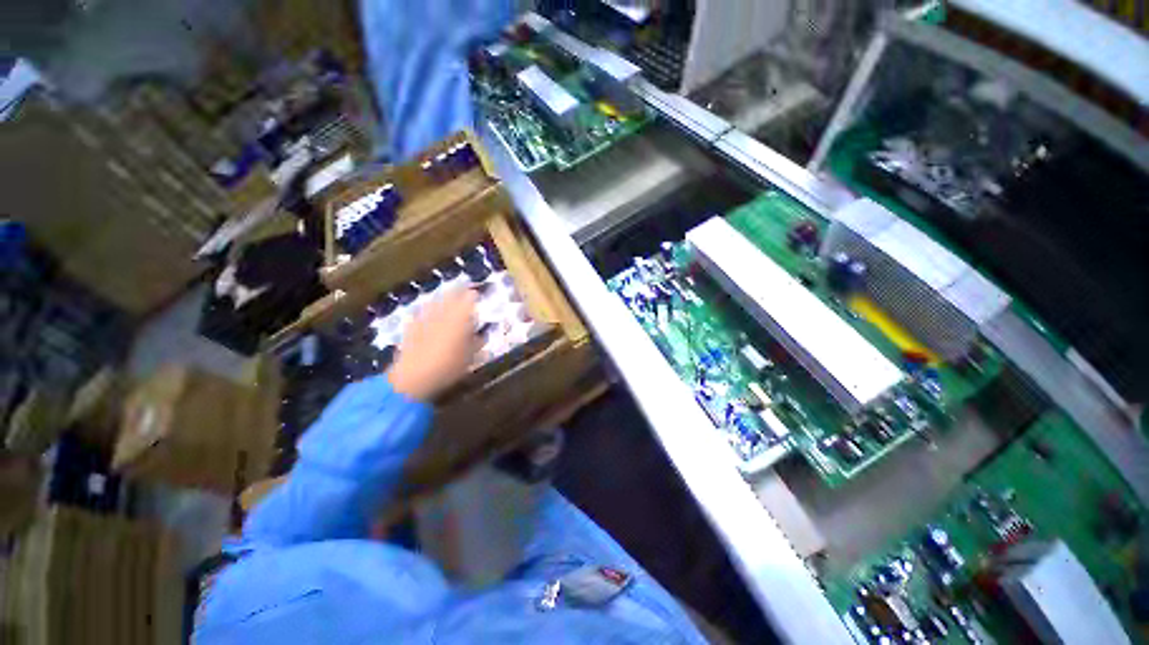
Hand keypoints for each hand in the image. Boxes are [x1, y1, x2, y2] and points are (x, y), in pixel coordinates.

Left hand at [387, 287, 481, 400]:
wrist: (414, 377)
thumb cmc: (449, 366)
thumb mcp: (471, 356)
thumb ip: (478, 342)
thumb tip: (482, 334)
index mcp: (461, 316)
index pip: (470, 296)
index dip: (475, 294)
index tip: (480, 295)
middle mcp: (443, 311)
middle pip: (452, 293)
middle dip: (460, 292)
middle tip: (466, 294)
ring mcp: (425, 316)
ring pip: (437, 300)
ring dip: (445, 298)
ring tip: (450, 301)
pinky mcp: (412, 324)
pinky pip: (423, 310)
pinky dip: (430, 310)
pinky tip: (431, 315)